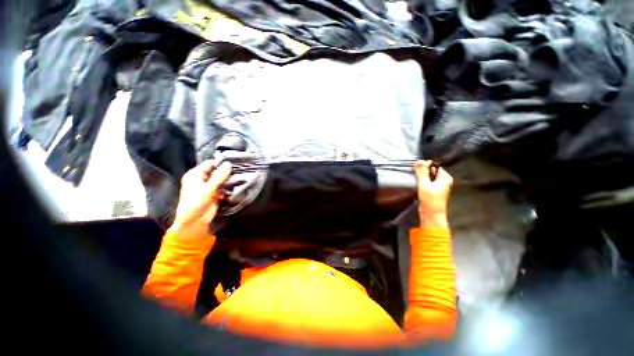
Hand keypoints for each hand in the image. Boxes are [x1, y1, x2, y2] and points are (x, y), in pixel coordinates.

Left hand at [171, 160, 232, 239]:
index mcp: (195, 174)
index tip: (234, 163)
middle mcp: (201, 179)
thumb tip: (229, 163)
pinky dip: (228, 187)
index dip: (220, 163)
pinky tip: (236, 186)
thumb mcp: (208, 188)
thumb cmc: (196, 202)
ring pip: (221, 179)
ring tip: (240, 177)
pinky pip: (223, 187)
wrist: (194, 221)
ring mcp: (208, 187)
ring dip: (228, 180)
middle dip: (226, 172)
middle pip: (216, 171)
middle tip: (239, 170)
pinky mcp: (214, 194)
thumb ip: (219, 176)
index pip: (209, 164)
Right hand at [415, 160, 452, 228]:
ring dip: (421, 176)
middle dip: (422, 170)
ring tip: (414, 178)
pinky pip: (427, 181)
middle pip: (431, 170)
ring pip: (428, 176)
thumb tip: (418, 161)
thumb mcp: (424, 184)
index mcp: (445, 177)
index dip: (424, 165)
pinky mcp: (433, 190)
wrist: (431, 214)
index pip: (434, 165)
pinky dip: (421, 181)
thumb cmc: (430, 199)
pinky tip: (416, 183)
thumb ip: (421, 172)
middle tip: (414, 173)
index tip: (416, 169)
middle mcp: (444, 180)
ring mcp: (439, 185)